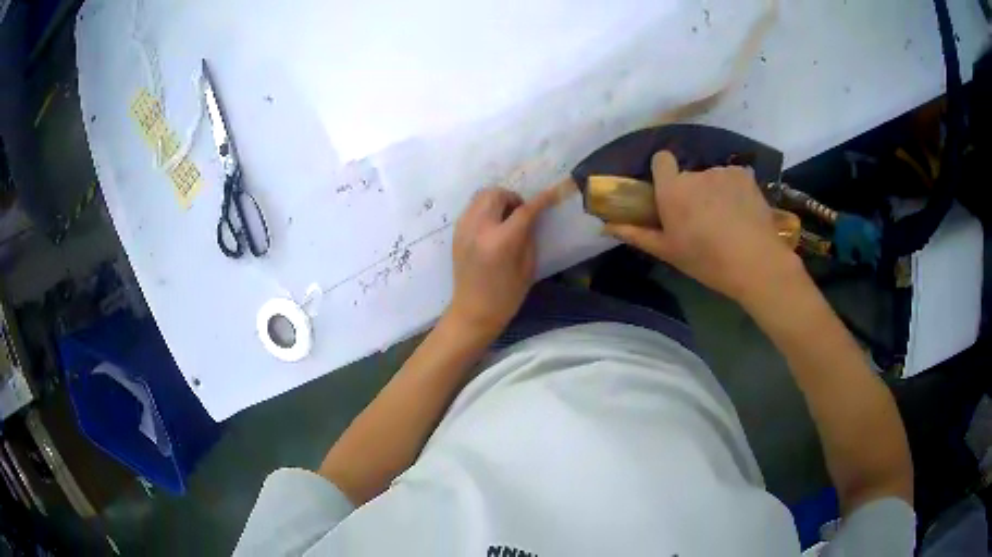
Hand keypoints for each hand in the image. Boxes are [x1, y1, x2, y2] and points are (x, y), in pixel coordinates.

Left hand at [447, 186, 559, 338]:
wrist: (472, 311)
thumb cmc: (506, 296)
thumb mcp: (527, 267)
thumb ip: (529, 237)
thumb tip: (531, 217)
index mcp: (501, 242)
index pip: (524, 211)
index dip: (540, 200)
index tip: (551, 193)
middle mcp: (480, 229)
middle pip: (497, 194)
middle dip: (513, 198)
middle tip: (520, 212)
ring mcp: (464, 229)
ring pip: (481, 196)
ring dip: (497, 199)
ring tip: (505, 216)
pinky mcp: (456, 233)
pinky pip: (471, 208)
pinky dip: (484, 208)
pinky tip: (492, 224)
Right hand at [605, 151, 797, 303]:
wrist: (755, 263)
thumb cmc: (706, 260)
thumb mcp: (668, 252)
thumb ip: (637, 234)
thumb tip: (606, 226)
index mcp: (672, 190)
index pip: (661, 159)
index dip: (664, 172)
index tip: (670, 192)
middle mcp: (695, 174)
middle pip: (689, 175)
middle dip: (693, 191)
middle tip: (703, 220)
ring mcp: (722, 172)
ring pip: (712, 178)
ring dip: (715, 192)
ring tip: (728, 220)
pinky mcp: (744, 175)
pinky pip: (733, 178)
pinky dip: (735, 190)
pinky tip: (743, 213)